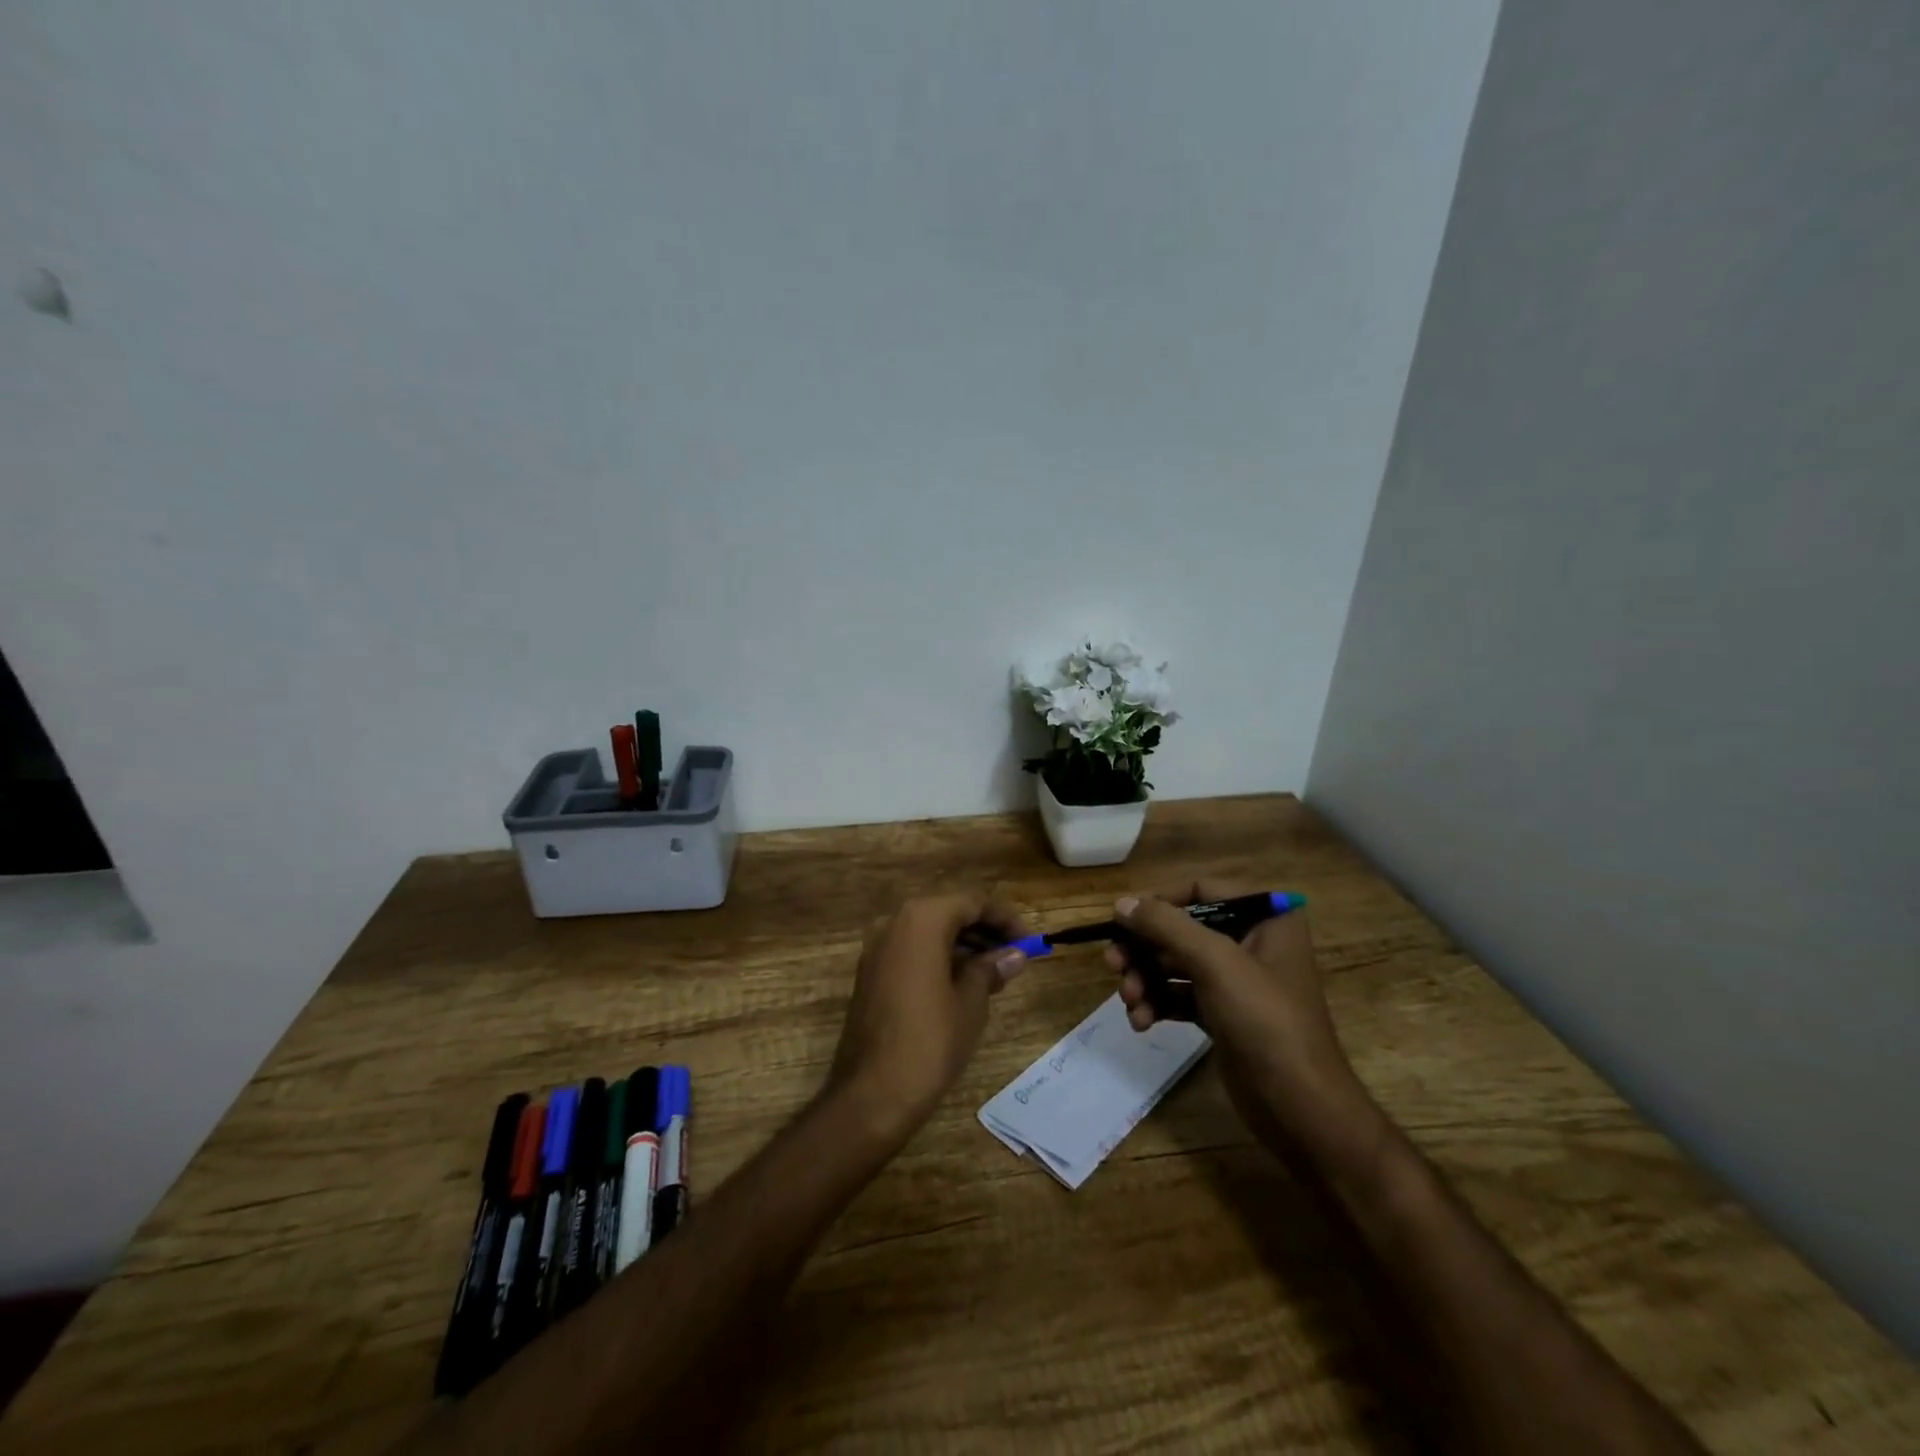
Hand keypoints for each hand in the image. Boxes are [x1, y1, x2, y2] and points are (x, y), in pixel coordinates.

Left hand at [827, 893, 1030, 1143]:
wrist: (872, 1093)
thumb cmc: (930, 1042)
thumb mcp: (970, 1003)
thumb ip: (991, 968)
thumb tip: (1014, 954)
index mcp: (922, 920)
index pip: (972, 902)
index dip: (1005, 919)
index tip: (1032, 941)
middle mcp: (895, 922)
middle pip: (949, 912)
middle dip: (985, 931)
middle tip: (1016, 956)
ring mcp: (878, 947)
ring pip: (930, 931)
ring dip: (964, 945)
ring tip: (997, 972)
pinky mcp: (871, 972)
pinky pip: (912, 950)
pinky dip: (940, 957)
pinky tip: (965, 983)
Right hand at [1107, 883, 1378, 1160]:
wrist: (1299, 1107)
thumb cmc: (1265, 1020)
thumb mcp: (1215, 962)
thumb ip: (1165, 925)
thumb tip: (1121, 903)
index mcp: (1265, 917)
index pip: (1200, 890)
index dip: (1158, 902)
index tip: (1121, 922)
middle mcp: (1252, 941)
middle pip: (1182, 929)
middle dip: (1144, 949)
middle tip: (1112, 965)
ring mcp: (1237, 980)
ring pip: (1176, 964)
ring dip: (1146, 979)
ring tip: (1129, 1001)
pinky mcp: (1224, 1014)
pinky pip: (1180, 995)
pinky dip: (1158, 1003)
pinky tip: (1141, 1022)